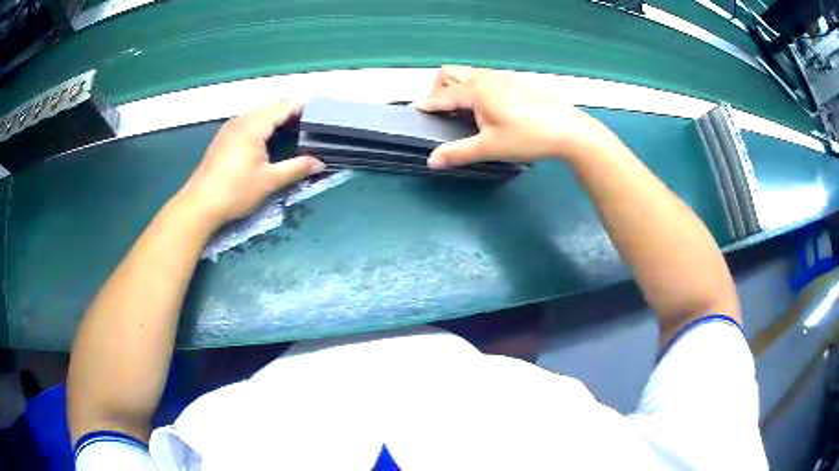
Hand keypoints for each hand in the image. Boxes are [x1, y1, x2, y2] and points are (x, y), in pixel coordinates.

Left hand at [179, 100, 324, 226]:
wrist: (199, 204)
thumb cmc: (235, 191)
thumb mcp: (269, 181)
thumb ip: (296, 168)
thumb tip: (320, 163)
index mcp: (254, 125)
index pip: (285, 106)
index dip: (304, 108)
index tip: (322, 116)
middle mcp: (242, 119)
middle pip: (272, 106)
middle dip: (292, 112)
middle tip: (310, 127)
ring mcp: (230, 127)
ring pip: (259, 112)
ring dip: (276, 118)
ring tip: (293, 133)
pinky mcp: (224, 137)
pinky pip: (249, 121)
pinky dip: (263, 124)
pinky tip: (268, 140)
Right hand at [416, 66, 606, 168]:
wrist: (569, 131)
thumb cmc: (527, 137)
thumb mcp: (490, 148)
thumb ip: (457, 153)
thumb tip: (431, 162)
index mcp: (475, 90)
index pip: (442, 96)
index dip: (427, 105)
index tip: (415, 112)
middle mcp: (485, 78)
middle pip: (450, 73)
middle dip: (439, 89)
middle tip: (443, 113)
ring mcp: (502, 78)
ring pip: (468, 74)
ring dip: (457, 87)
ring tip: (463, 112)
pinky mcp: (514, 83)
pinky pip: (484, 79)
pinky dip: (474, 88)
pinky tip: (487, 110)